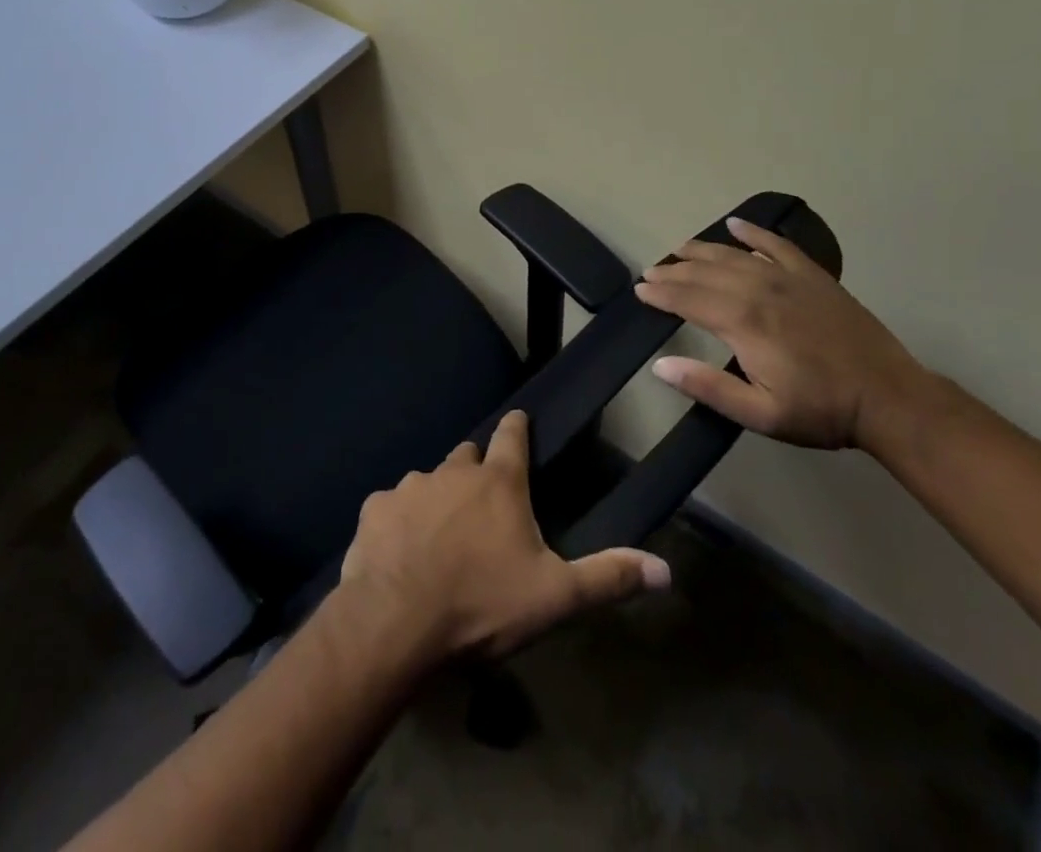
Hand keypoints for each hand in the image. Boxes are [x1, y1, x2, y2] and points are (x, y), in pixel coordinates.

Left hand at [340, 410, 669, 659]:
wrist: (396, 622)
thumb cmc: (482, 605)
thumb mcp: (555, 597)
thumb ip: (607, 578)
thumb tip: (665, 569)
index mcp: (498, 484)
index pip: (512, 437)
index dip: (517, 427)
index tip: (518, 417)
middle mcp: (452, 472)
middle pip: (468, 456)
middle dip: (476, 469)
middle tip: (482, 500)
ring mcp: (409, 486)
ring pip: (428, 482)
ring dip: (437, 499)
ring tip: (439, 536)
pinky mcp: (375, 508)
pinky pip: (391, 507)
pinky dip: (399, 521)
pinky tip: (400, 552)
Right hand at [633, 218, 929, 451]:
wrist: (889, 398)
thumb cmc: (821, 410)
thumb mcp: (761, 414)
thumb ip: (708, 387)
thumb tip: (660, 365)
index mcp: (743, 322)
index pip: (688, 299)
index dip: (660, 294)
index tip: (640, 290)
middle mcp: (759, 290)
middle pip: (705, 273)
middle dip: (673, 271)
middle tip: (651, 271)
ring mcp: (788, 279)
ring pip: (733, 256)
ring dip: (702, 250)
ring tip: (679, 248)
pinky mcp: (813, 277)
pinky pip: (777, 245)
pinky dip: (753, 234)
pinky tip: (735, 226)